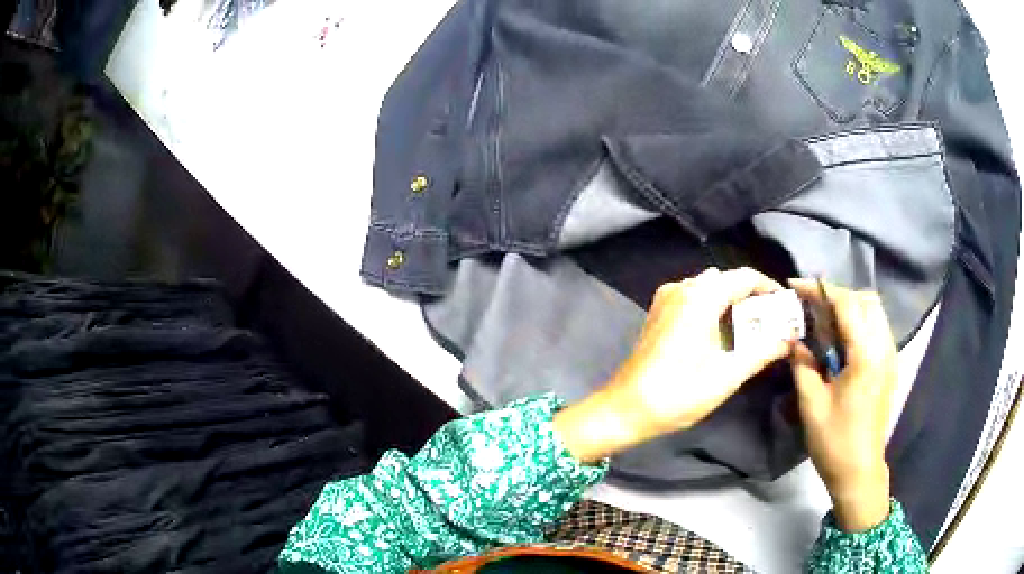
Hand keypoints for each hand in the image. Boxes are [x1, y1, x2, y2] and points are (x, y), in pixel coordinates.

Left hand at [554, 268, 793, 463]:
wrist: (626, 408)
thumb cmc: (678, 394)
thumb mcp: (727, 376)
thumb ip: (762, 353)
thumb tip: (789, 340)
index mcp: (700, 298)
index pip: (744, 277)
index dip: (768, 287)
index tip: (785, 305)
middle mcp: (682, 288)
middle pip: (726, 280)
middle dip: (752, 296)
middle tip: (772, 320)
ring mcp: (666, 298)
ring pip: (709, 287)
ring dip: (732, 301)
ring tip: (752, 327)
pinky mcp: (658, 312)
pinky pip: (693, 297)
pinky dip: (712, 306)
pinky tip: (722, 331)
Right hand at [789, 279, 896, 531]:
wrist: (860, 471)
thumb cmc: (834, 441)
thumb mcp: (812, 404)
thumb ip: (803, 365)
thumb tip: (794, 340)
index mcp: (865, 355)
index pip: (846, 304)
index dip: (820, 290)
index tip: (796, 287)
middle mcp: (883, 348)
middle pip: (866, 300)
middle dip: (838, 296)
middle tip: (813, 308)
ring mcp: (890, 356)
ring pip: (875, 312)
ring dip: (850, 308)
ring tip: (826, 322)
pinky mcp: (890, 366)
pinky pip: (878, 328)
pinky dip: (860, 323)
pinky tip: (842, 342)